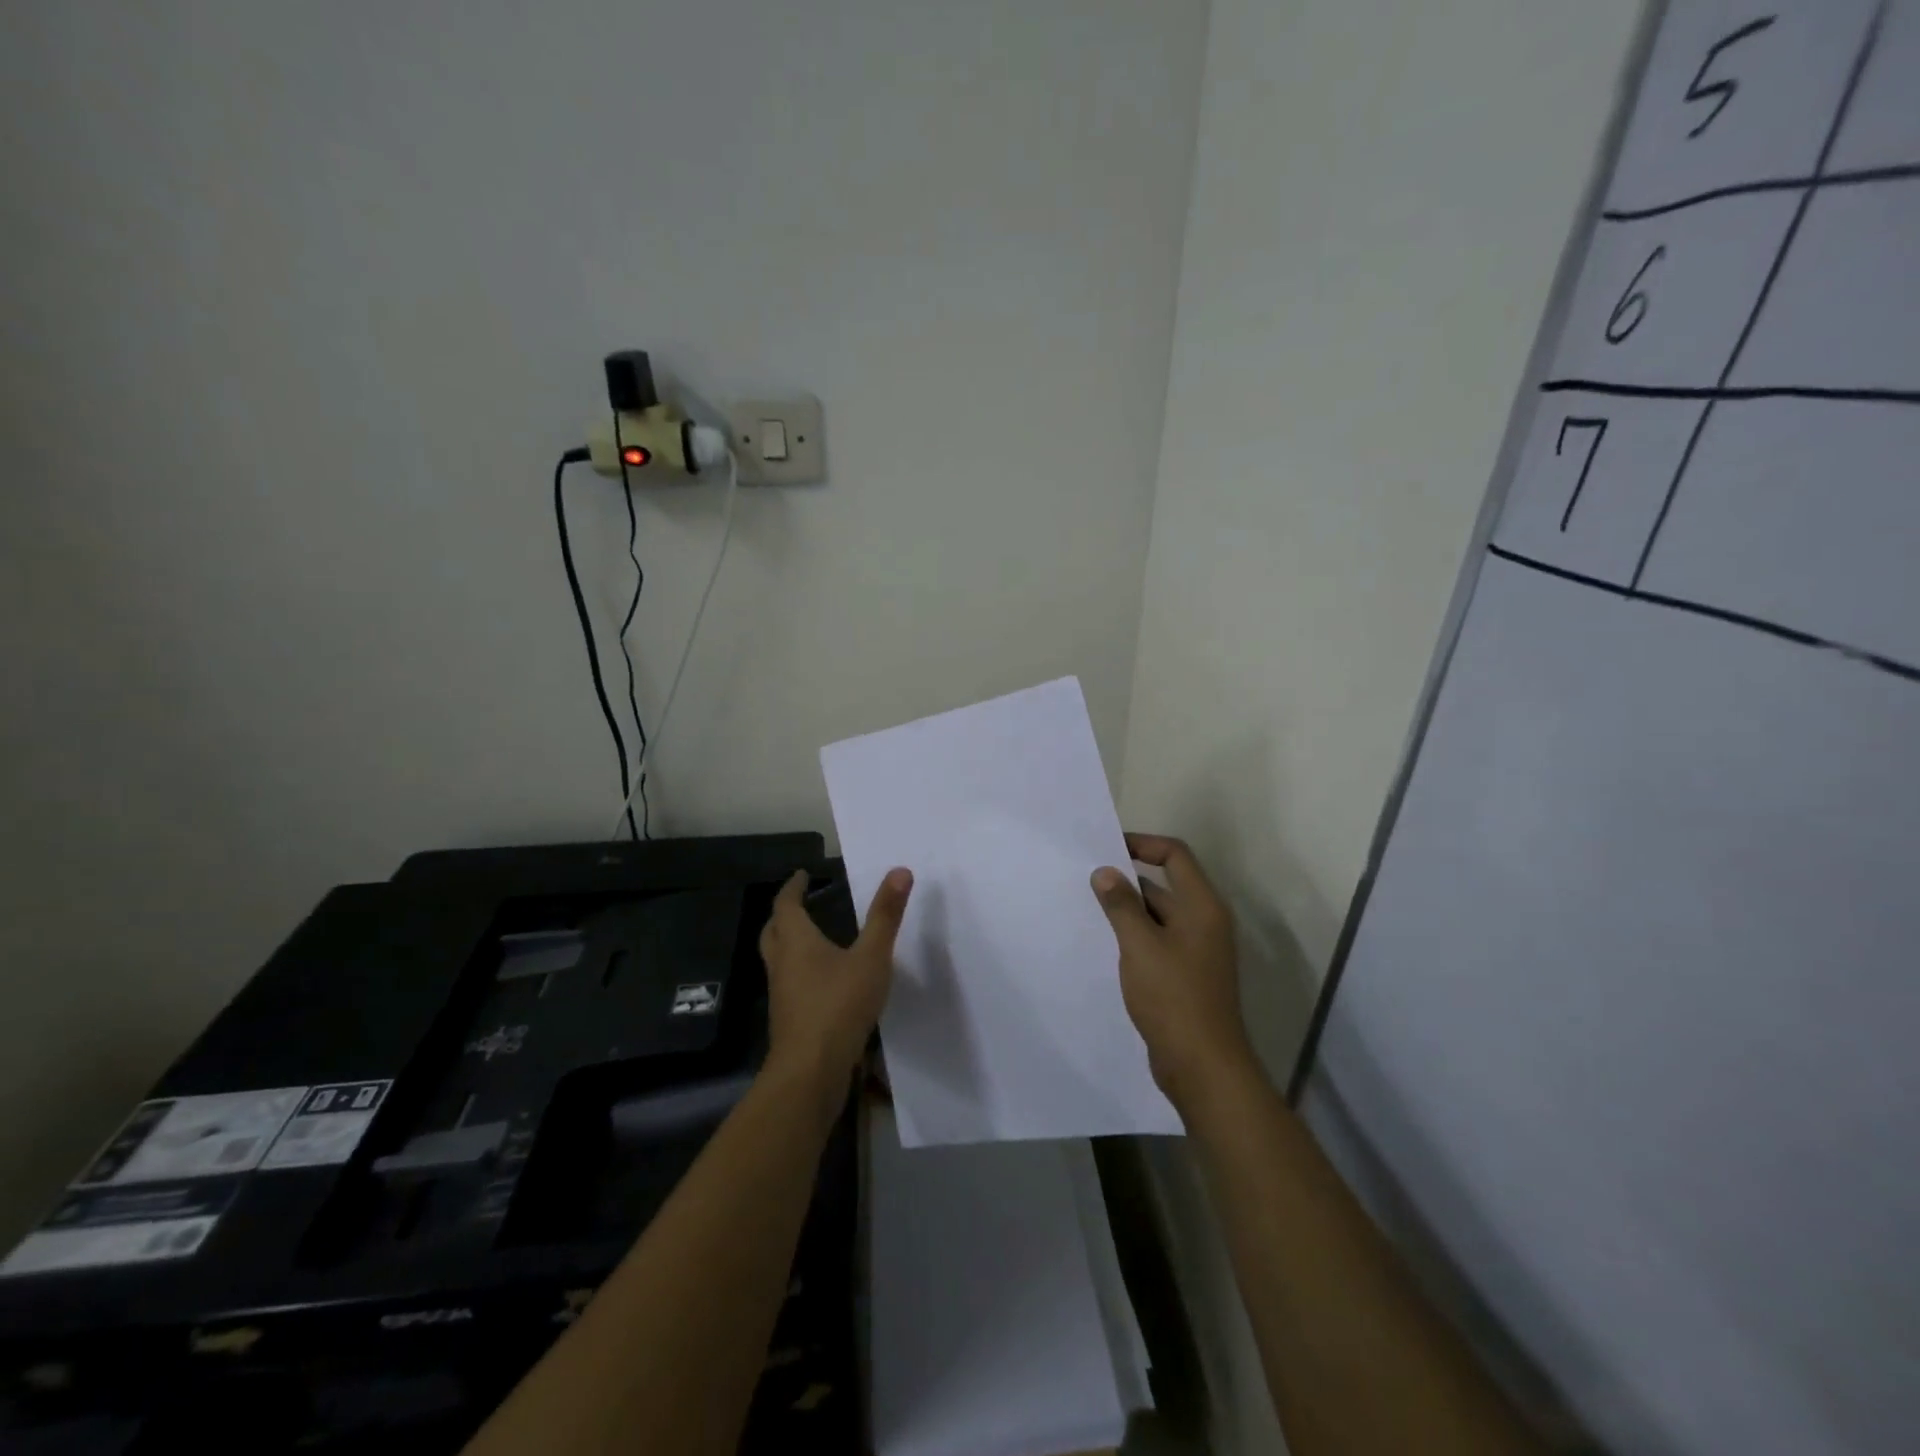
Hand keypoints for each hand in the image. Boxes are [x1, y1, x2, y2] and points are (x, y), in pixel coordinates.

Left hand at [758, 868, 912, 1109]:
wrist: (810, 1071)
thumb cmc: (838, 1005)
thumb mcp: (871, 957)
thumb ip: (886, 916)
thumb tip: (900, 870)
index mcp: (796, 942)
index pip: (786, 905)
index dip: (793, 887)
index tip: (802, 875)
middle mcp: (782, 964)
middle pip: (773, 931)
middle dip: (784, 914)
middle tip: (799, 904)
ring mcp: (781, 994)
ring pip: (777, 959)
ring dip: (788, 943)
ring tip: (811, 938)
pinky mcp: (788, 1019)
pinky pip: (788, 983)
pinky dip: (798, 971)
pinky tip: (822, 981)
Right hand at [1091, 834, 1253, 1108]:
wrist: (1203, 1066)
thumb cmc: (1174, 997)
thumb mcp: (1140, 946)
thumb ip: (1121, 905)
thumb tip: (1104, 872)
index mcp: (1202, 907)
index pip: (1175, 856)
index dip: (1143, 844)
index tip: (1107, 848)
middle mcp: (1204, 922)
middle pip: (1165, 885)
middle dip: (1127, 880)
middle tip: (1087, 880)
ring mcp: (1197, 950)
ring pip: (1158, 916)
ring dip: (1128, 910)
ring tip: (1088, 909)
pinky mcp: (1186, 975)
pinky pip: (1158, 942)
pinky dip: (1135, 936)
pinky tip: (1105, 944)